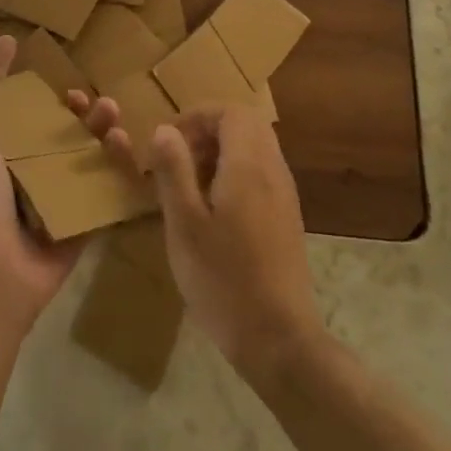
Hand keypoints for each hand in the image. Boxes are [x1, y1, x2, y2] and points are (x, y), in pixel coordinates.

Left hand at [0, 38, 113, 335]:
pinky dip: (115, 164)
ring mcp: (50, 191)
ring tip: (111, 112)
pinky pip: (100, 184)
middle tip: (81, 95)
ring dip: (97, 128)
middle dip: (68, 104)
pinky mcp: (76, 215)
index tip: (13, 40)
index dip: (2, 70)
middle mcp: (20, 165)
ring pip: (80, 149)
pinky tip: (124, 145)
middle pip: (48, 123)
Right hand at [98, 103, 323, 373]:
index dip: (197, 115)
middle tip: (178, 158)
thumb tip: (164, 129)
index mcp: (249, 165)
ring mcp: (284, 194)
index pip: (231, 111)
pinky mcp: (286, 217)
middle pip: (246, 124)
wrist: (279, 339)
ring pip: (255, 148)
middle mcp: (273, 170)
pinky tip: (213, 210)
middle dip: (209, 130)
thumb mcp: (184, 225)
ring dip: (222, 152)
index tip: (168, 139)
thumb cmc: (224, 280)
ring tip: (189, 185)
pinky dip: (236, 173)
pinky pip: (262, 172)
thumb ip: (174, 171)